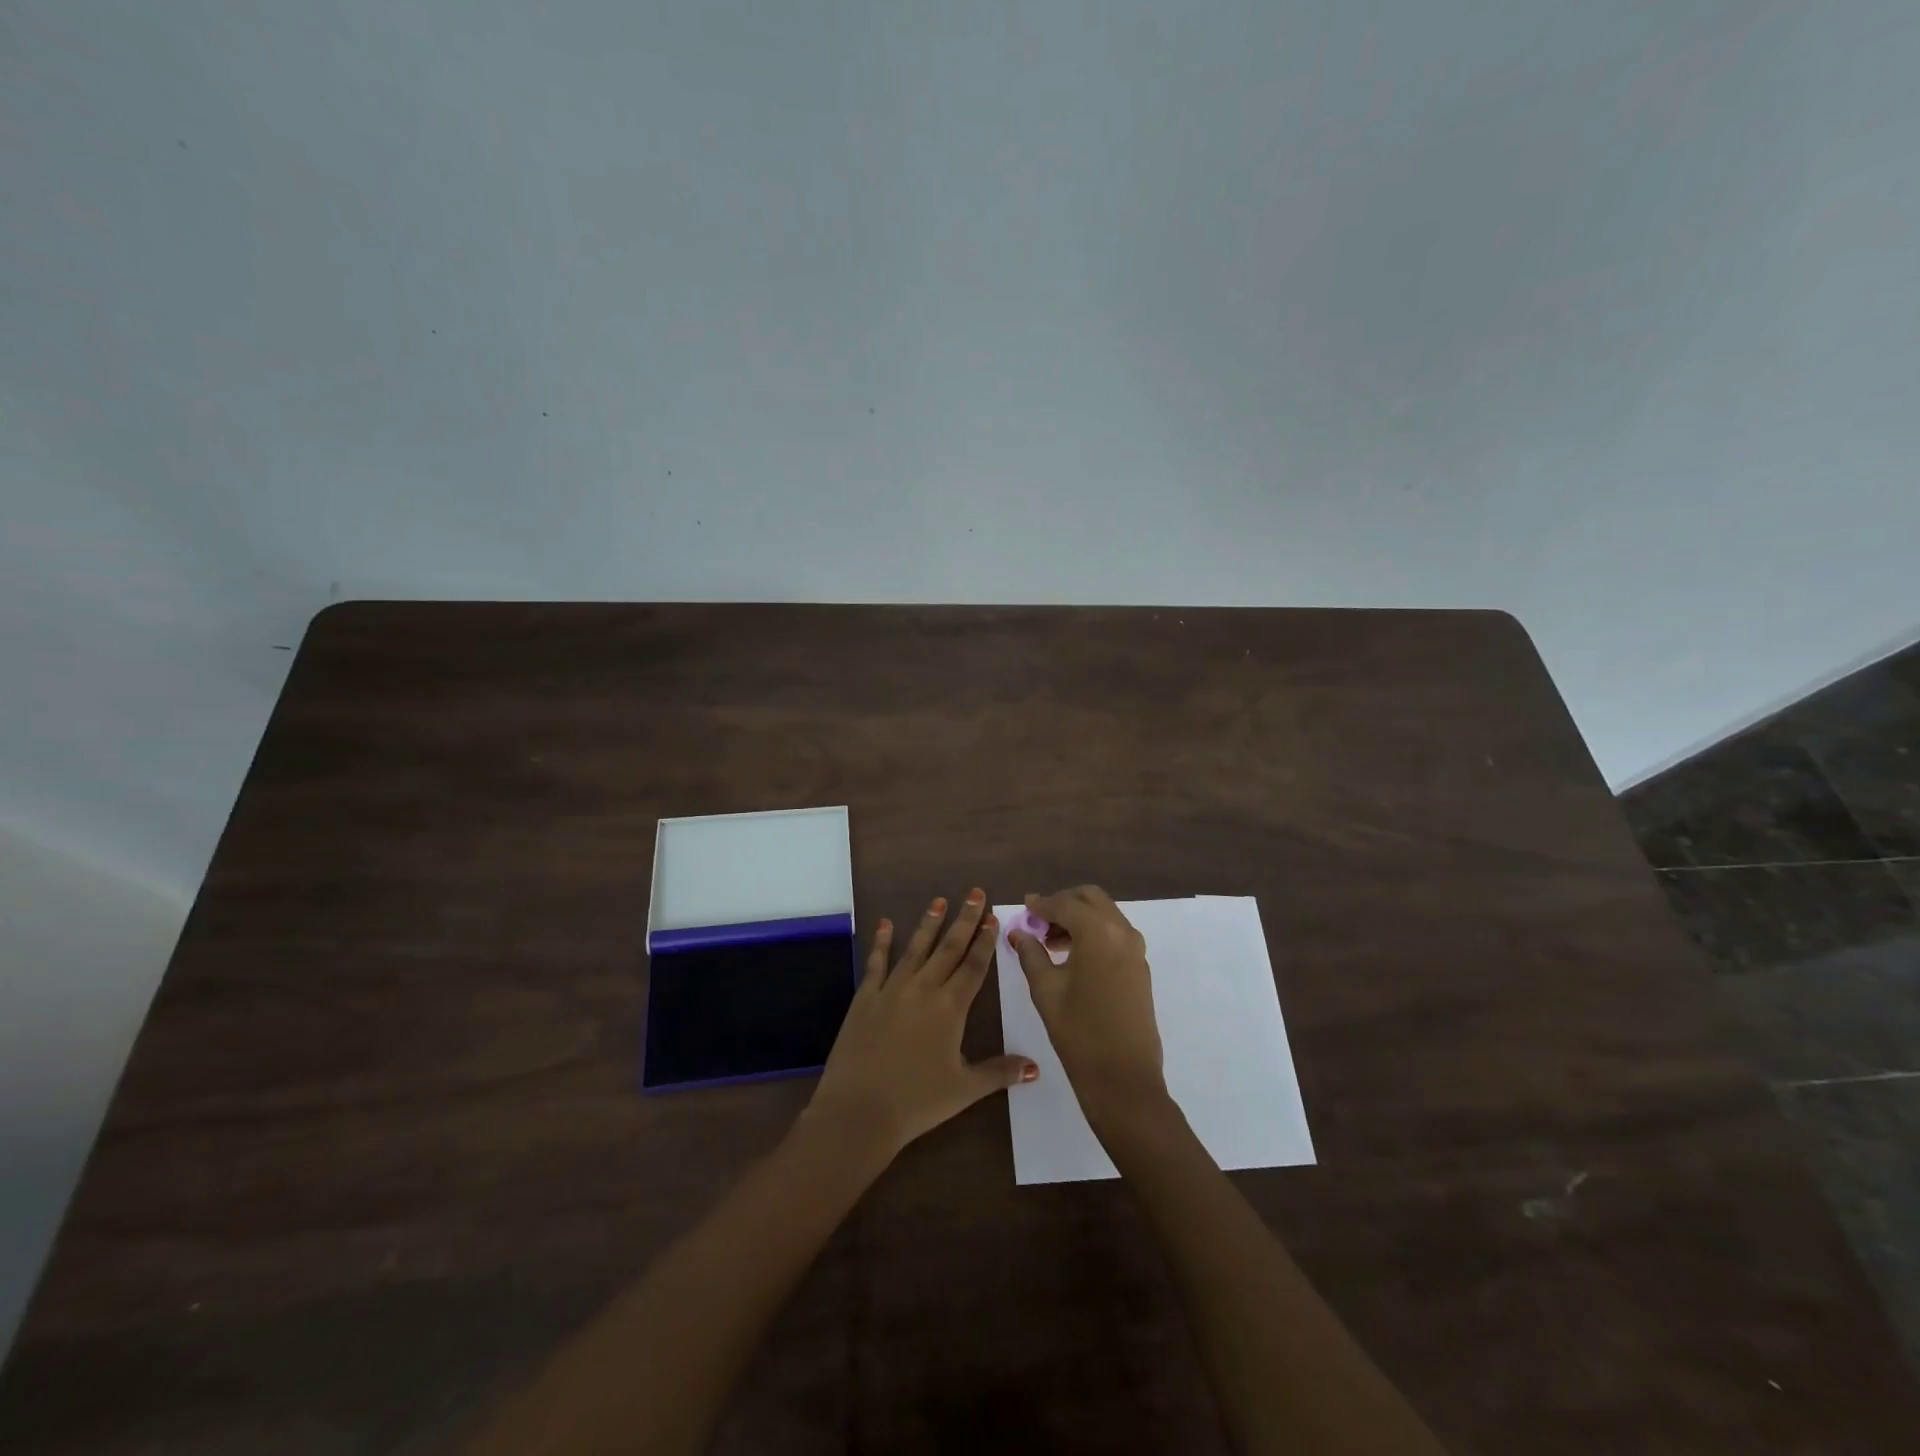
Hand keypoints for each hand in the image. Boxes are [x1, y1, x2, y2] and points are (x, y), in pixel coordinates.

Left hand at [806, 889, 1037, 1161]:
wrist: (859, 1109)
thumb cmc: (917, 1101)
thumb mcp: (964, 1089)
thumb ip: (999, 1072)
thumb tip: (1035, 1067)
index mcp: (951, 1007)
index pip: (974, 966)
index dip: (985, 941)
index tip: (993, 918)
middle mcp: (924, 988)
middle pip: (948, 948)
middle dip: (964, 920)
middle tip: (975, 893)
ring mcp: (892, 989)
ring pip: (916, 948)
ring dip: (929, 924)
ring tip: (939, 901)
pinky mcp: (866, 997)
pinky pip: (877, 963)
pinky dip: (882, 942)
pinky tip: (885, 924)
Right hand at [1010, 886, 1167, 1124]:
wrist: (1124, 1079)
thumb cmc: (1079, 1033)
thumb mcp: (1046, 990)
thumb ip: (1031, 954)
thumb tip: (1018, 932)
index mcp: (1098, 932)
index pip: (1065, 904)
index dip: (1041, 905)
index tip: (1024, 908)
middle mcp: (1122, 931)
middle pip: (1090, 898)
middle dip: (1063, 903)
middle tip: (1038, 922)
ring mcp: (1136, 949)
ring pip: (1105, 914)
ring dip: (1079, 917)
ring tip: (1051, 943)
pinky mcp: (1140, 967)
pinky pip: (1115, 933)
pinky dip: (1094, 932)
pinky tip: (1073, 957)